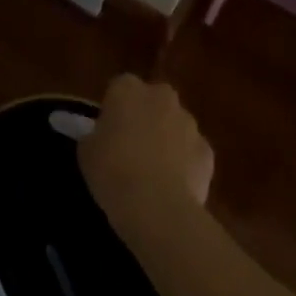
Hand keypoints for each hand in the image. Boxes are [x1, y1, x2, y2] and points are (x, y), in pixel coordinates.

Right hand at [79, 74, 213, 250]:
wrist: (156, 207)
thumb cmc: (112, 171)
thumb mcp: (87, 151)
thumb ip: (96, 136)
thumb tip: (103, 139)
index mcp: (127, 88)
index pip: (119, 88)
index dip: (115, 110)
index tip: (109, 132)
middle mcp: (160, 96)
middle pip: (153, 101)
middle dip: (146, 118)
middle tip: (132, 148)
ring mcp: (189, 123)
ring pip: (176, 126)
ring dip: (168, 141)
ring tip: (154, 174)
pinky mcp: (208, 152)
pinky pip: (193, 154)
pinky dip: (186, 166)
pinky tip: (175, 189)